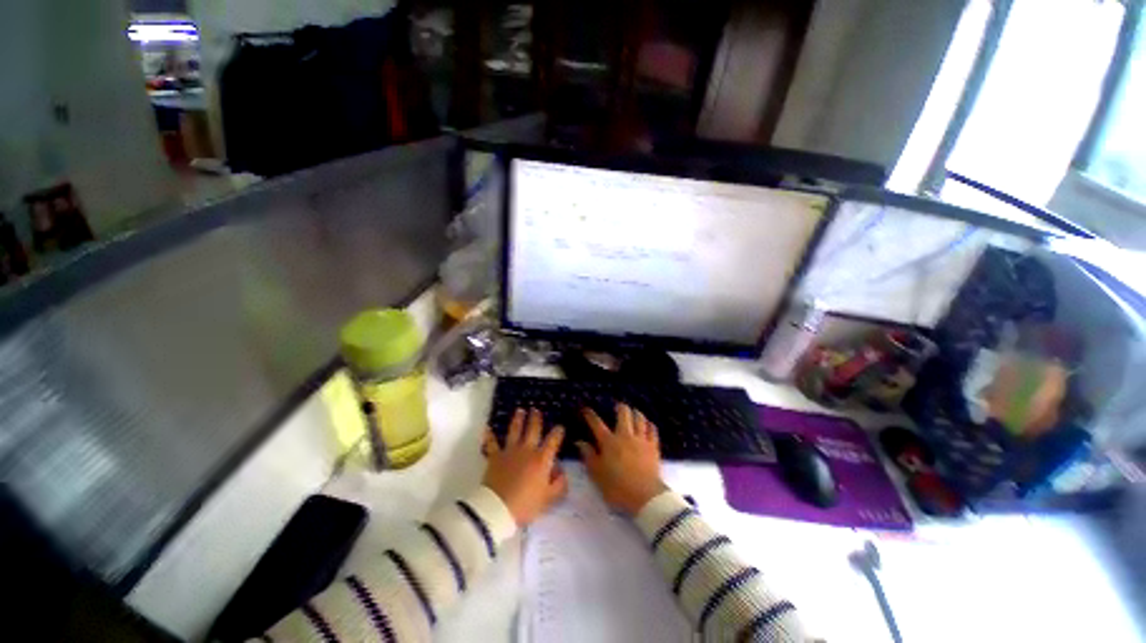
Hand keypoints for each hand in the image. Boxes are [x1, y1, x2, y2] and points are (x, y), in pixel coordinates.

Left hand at [481, 408, 566, 526]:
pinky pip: (491, 443)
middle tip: (536, 409)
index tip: (560, 427)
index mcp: (542, 459)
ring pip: (514, 430)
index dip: (558, 432)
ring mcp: (510, 451)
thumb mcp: (549, 498)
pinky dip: (489, 436)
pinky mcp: (495, 457)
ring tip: (519, 410)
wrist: (498, 508)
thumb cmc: (526, 504)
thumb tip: (562, 471)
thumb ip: (559, 484)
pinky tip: (487, 428)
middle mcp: (527, 450)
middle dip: (536, 419)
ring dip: (517, 420)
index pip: (553, 441)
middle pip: (533, 429)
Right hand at [577, 403, 666, 515]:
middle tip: (618, 406)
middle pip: (623, 414)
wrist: (645, 496)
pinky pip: (652, 430)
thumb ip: (588, 456)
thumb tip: (580, 442)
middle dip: (620, 407)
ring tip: (633, 412)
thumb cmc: (617, 487)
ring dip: (636, 413)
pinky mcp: (653, 446)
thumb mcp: (597, 474)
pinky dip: (649, 425)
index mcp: (608, 442)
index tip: (586, 410)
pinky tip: (648, 424)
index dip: (590, 415)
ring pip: (639, 418)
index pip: (597, 424)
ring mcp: (640, 439)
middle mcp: (625, 435)